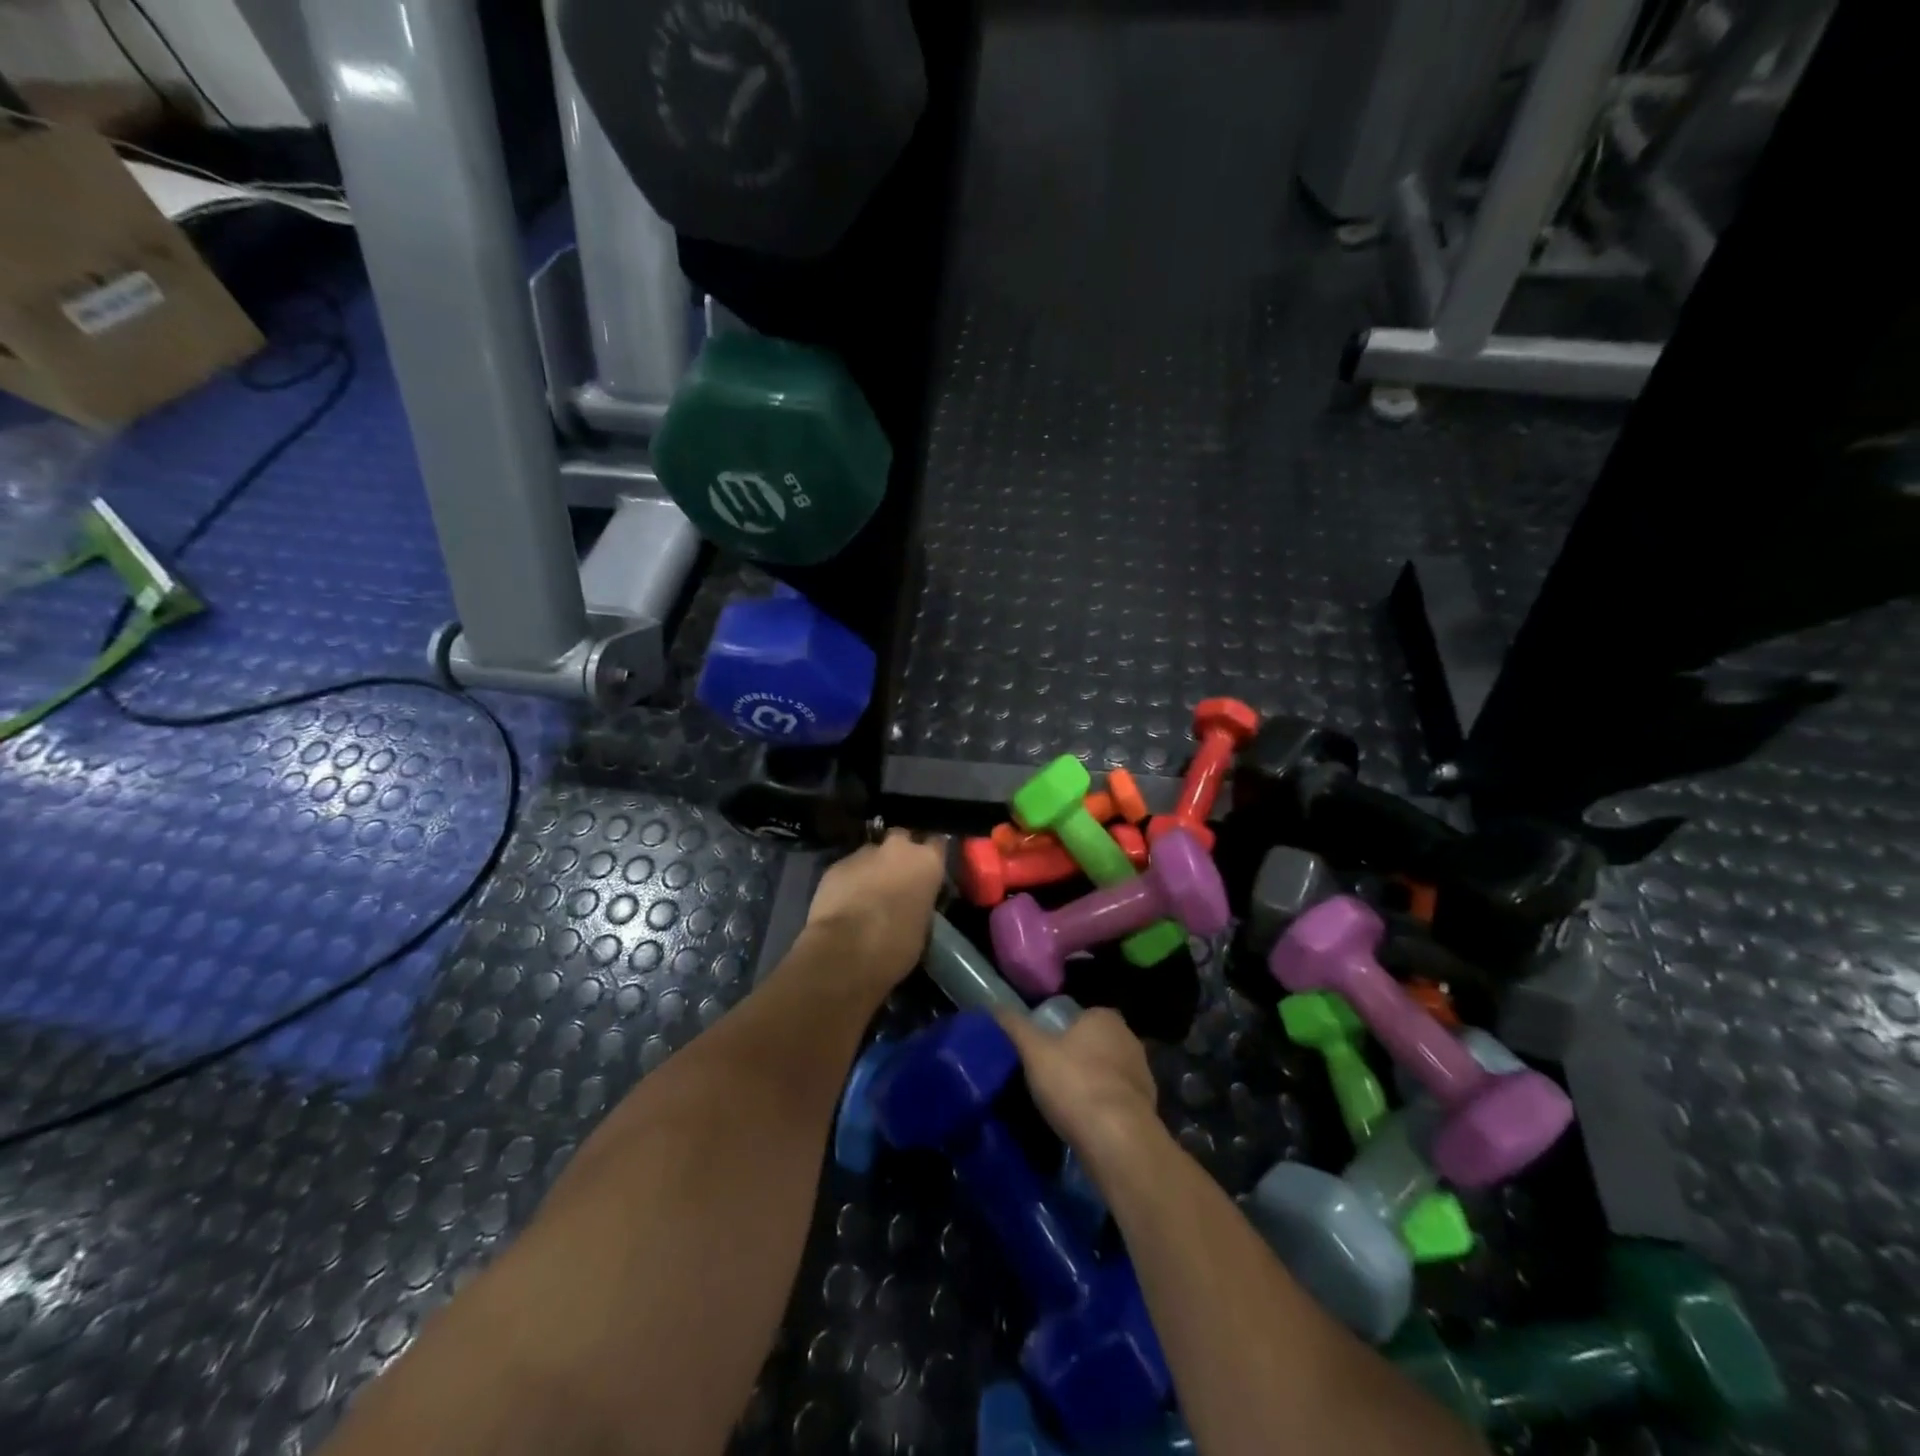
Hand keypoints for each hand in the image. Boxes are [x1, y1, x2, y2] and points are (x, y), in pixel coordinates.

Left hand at [803, 830, 947, 991]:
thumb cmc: (896, 944)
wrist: (845, 950)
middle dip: (899, 852)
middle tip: (897, 875)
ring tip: (868, 890)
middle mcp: (898, 848)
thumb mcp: (923, 925)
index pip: (937, 842)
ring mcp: (864, 853)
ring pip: (872, 852)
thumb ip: (920, 901)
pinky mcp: (836, 865)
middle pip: (902, 837)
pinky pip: (848, 867)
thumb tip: (913, 901)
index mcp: (927, 862)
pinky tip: (845, 899)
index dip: (931, 854)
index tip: (928, 867)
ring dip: (872, 866)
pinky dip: (849, 879)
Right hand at [995, 1007, 1158, 1157]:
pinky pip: (1118, 1101)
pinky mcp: (1148, 1108)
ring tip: (1064, 1103)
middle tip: (1049, 1076)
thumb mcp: (1033, 1051)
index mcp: (1105, 1018)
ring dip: (1092, 1084)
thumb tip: (993, 1006)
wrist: (1118, 1140)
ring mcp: (1143, 1075)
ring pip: (1109, 1073)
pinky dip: (1104, 1109)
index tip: (1043, 1050)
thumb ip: (1014, 1026)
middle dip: (1078, 1057)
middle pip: (1096, 1044)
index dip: (1061, 1031)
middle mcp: (1129, 1039)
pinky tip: (1085, 1124)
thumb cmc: (1075, 1083)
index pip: (1081, 1016)